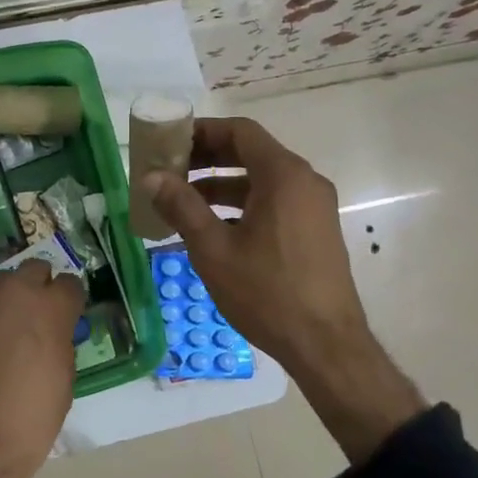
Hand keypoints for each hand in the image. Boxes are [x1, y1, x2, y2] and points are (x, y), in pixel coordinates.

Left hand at [0, 260, 85, 477]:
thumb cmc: (30, 419)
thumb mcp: (64, 379)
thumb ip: (61, 340)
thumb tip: (54, 330)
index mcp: (49, 307)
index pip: (70, 284)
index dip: (71, 302)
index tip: (69, 318)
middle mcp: (13, 293)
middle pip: (33, 271)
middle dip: (40, 289)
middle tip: (41, 319)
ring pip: (2, 287)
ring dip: (11, 302)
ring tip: (11, 334)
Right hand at [144, 118, 424, 464]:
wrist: (326, 346)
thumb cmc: (267, 292)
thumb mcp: (213, 249)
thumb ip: (181, 206)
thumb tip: (151, 177)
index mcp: (283, 175)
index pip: (239, 131)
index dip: (201, 131)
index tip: (169, 142)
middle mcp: (304, 182)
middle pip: (250, 153)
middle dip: (207, 159)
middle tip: (169, 171)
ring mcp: (314, 207)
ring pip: (261, 181)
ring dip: (221, 185)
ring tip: (181, 204)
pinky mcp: (315, 231)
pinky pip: (274, 203)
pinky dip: (241, 206)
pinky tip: (212, 231)